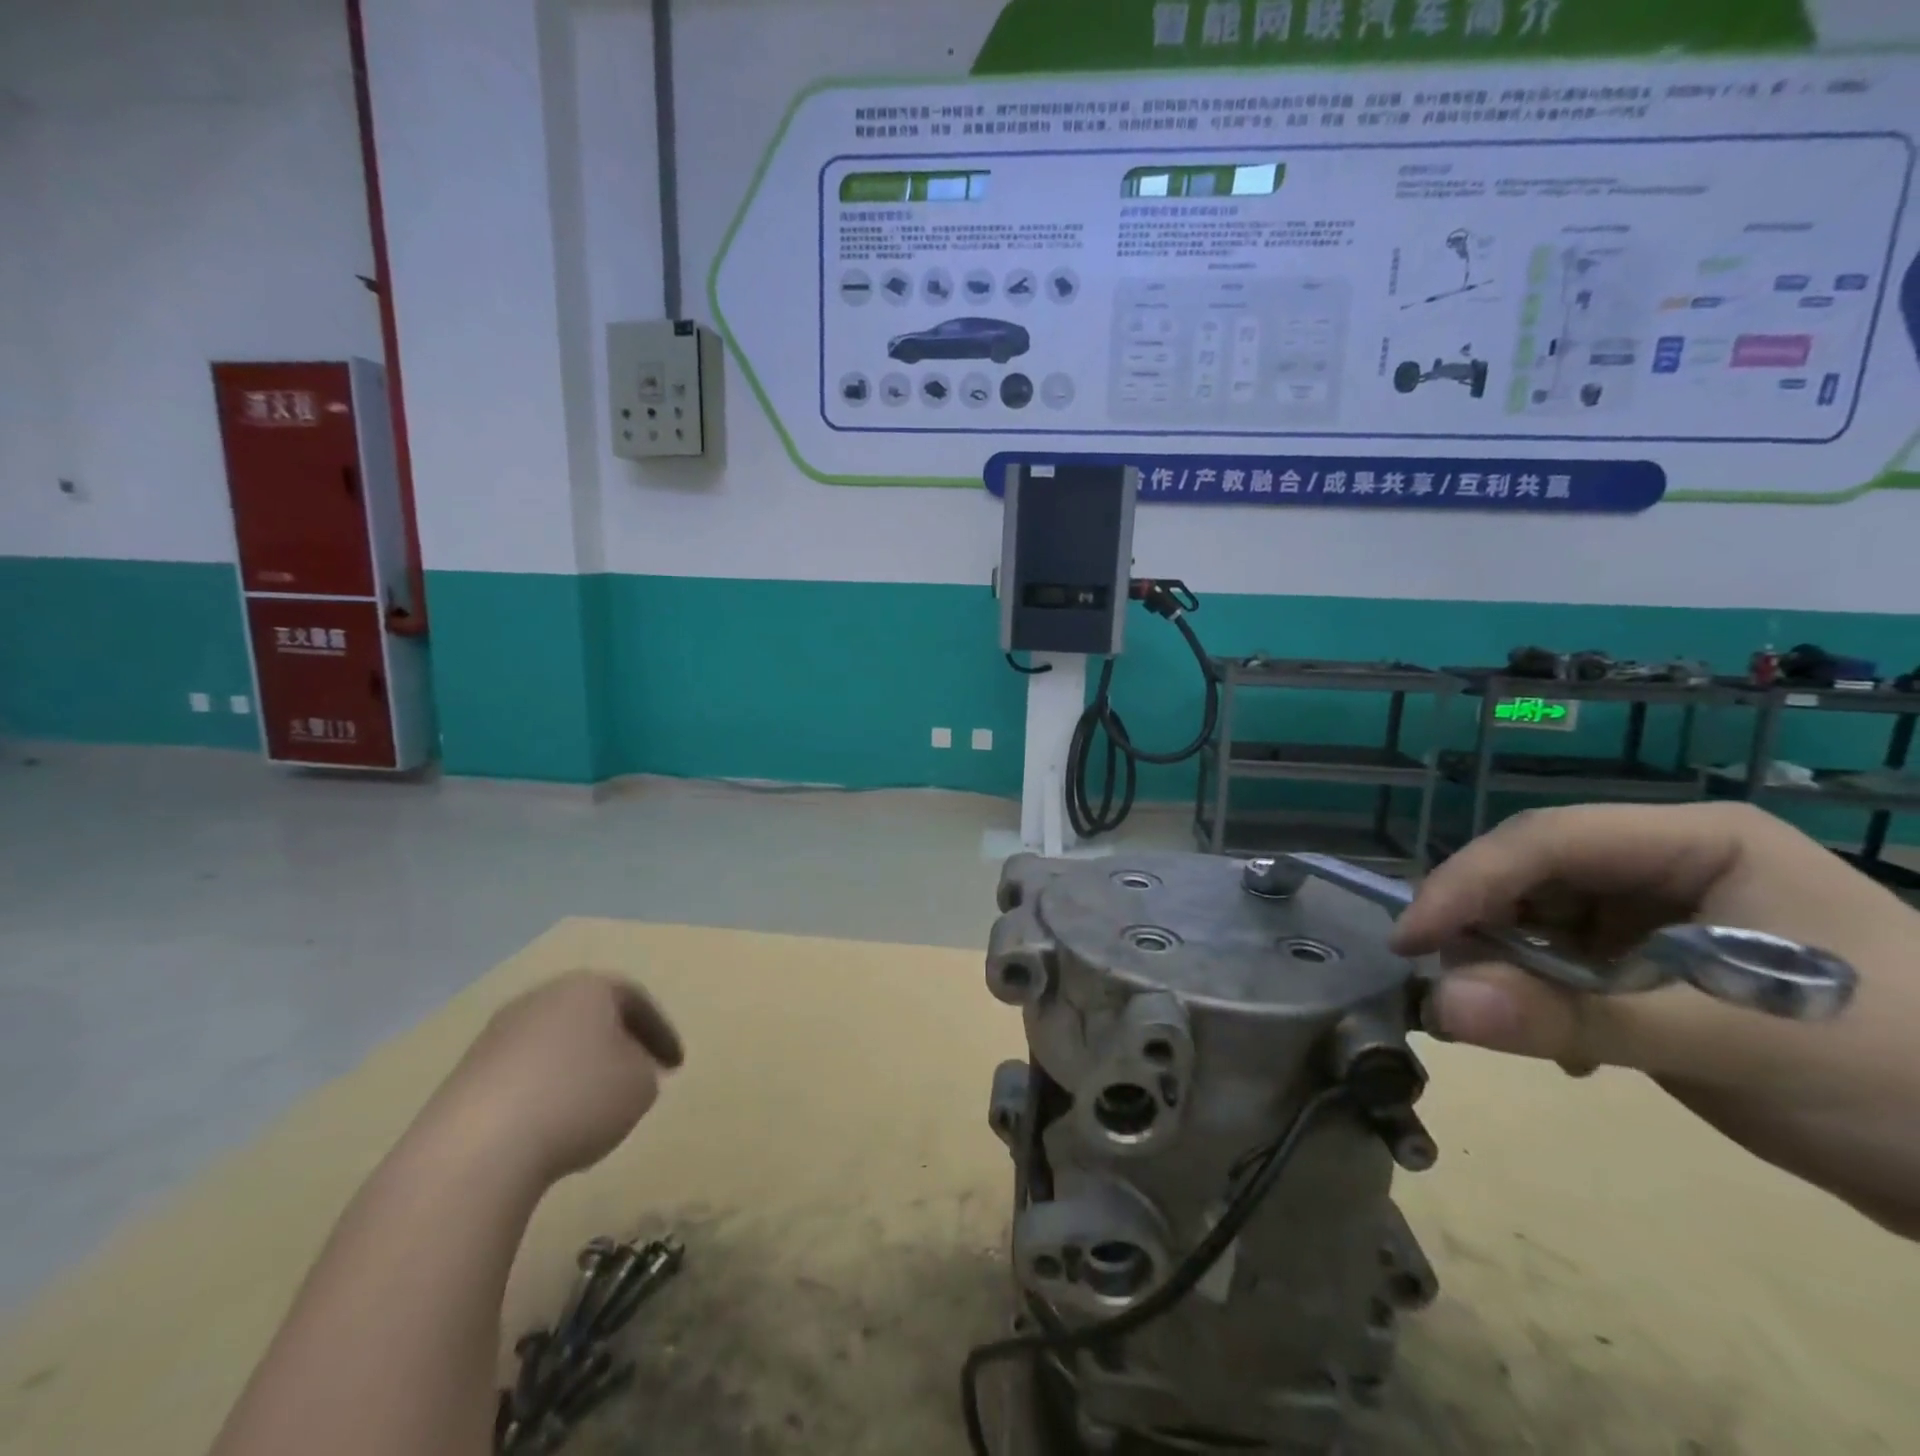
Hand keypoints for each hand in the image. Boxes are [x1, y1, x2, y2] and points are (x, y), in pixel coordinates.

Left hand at [416, 971, 683, 1187]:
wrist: (477, 1149)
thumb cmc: (578, 1100)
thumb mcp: (641, 1085)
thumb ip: (643, 1068)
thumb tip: (624, 1069)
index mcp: (589, 987)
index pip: (636, 999)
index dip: (661, 1033)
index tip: (675, 1066)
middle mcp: (542, 997)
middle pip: (590, 1015)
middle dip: (616, 1044)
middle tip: (637, 1075)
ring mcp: (498, 1034)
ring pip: (554, 1043)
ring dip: (577, 1069)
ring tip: (593, 1107)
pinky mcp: (466, 1074)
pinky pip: (523, 1074)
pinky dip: (544, 1092)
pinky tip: (550, 1125)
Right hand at [1390, 802, 1919, 1238]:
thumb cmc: (1904, 1081)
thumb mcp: (1735, 1042)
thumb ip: (1576, 1018)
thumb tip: (1437, 1008)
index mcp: (1697, 842)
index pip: (1547, 840)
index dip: (1468, 884)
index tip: (1408, 942)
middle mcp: (1668, 864)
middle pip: (1534, 874)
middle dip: (1483, 927)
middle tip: (1446, 986)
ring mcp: (1663, 915)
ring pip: (1540, 919)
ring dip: (1507, 967)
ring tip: (1500, 1021)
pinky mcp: (1658, 967)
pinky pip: (1565, 964)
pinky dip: (1543, 999)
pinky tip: (1561, 1047)